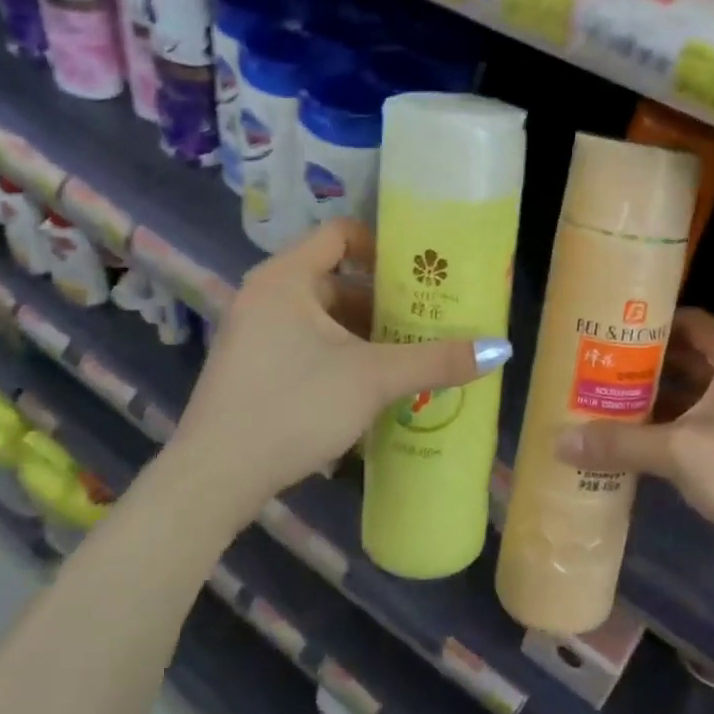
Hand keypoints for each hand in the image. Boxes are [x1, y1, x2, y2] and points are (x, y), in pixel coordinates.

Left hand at [170, 219, 511, 525]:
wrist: (213, 480)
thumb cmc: (293, 406)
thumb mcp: (372, 379)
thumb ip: (436, 360)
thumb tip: (501, 349)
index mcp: (285, 278)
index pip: (339, 233)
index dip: (382, 246)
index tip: (418, 273)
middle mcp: (265, 296)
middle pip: (337, 279)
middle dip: (384, 301)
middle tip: (427, 319)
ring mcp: (254, 334)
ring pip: (323, 318)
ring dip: (365, 334)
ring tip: (410, 355)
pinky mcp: (252, 368)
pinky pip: (307, 344)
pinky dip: (341, 355)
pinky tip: (372, 386)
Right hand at [558, 309, 713, 576]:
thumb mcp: (681, 453)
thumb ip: (622, 444)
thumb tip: (560, 441)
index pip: (689, 321)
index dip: (651, 322)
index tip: (609, 330)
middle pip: (688, 359)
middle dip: (644, 365)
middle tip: (597, 371)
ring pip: (695, 396)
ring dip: (658, 401)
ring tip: (608, 405)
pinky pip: (704, 425)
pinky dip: (674, 429)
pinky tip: (641, 445)